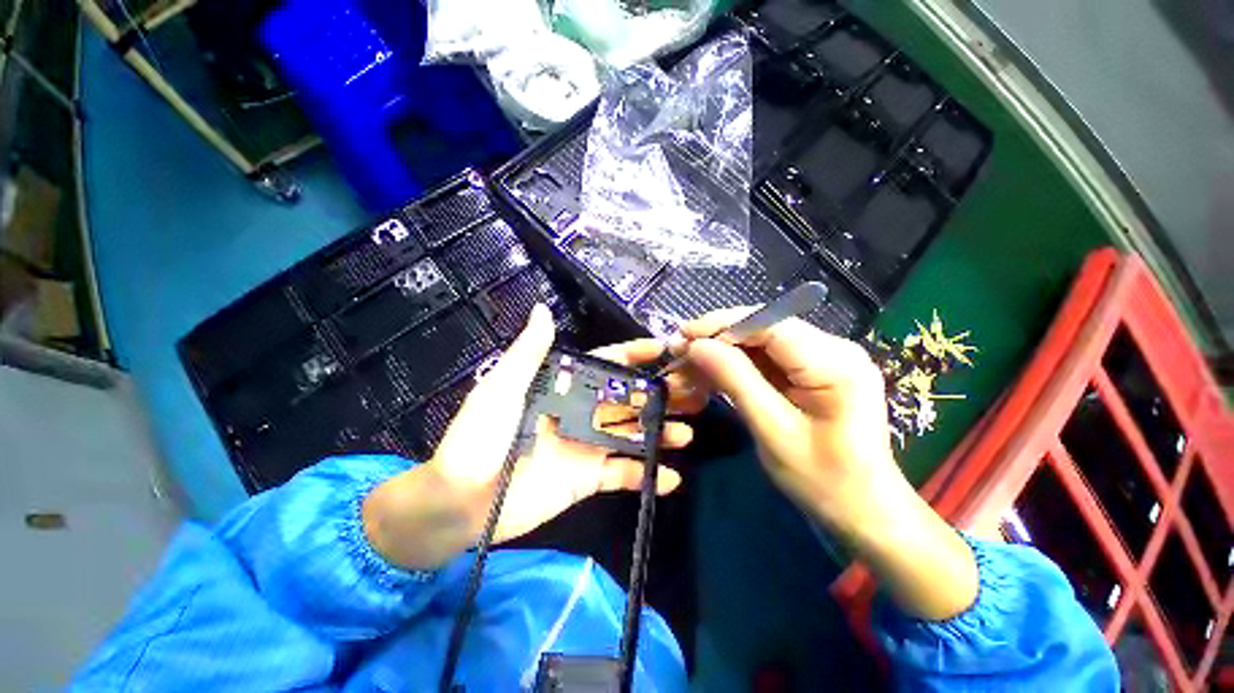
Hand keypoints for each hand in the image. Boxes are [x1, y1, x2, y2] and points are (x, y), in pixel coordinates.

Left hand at [363, 305, 700, 570]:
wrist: (460, 503)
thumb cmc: (478, 439)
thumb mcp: (501, 389)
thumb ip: (528, 353)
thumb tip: (543, 311)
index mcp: (564, 388)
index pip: (607, 365)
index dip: (635, 356)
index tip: (666, 349)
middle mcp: (581, 413)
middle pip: (629, 399)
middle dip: (659, 395)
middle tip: (693, 395)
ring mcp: (588, 447)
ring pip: (632, 434)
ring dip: (660, 434)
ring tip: (686, 434)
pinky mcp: (589, 479)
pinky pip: (623, 475)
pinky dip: (646, 477)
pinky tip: (670, 477)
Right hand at [675, 309, 897, 523]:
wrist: (863, 512)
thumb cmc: (823, 480)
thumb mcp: (773, 430)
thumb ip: (735, 380)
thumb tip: (697, 345)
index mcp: (835, 362)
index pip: (770, 324)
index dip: (723, 325)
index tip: (683, 335)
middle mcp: (835, 349)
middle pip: (765, 328)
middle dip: (719, 338)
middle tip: (680, 351)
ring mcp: (825, 359)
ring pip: (762, 342)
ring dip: (724, 352)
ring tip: (689, 363)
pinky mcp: (814, 372)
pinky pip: (768, 359)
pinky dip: (737, 365)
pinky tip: (712, 373)